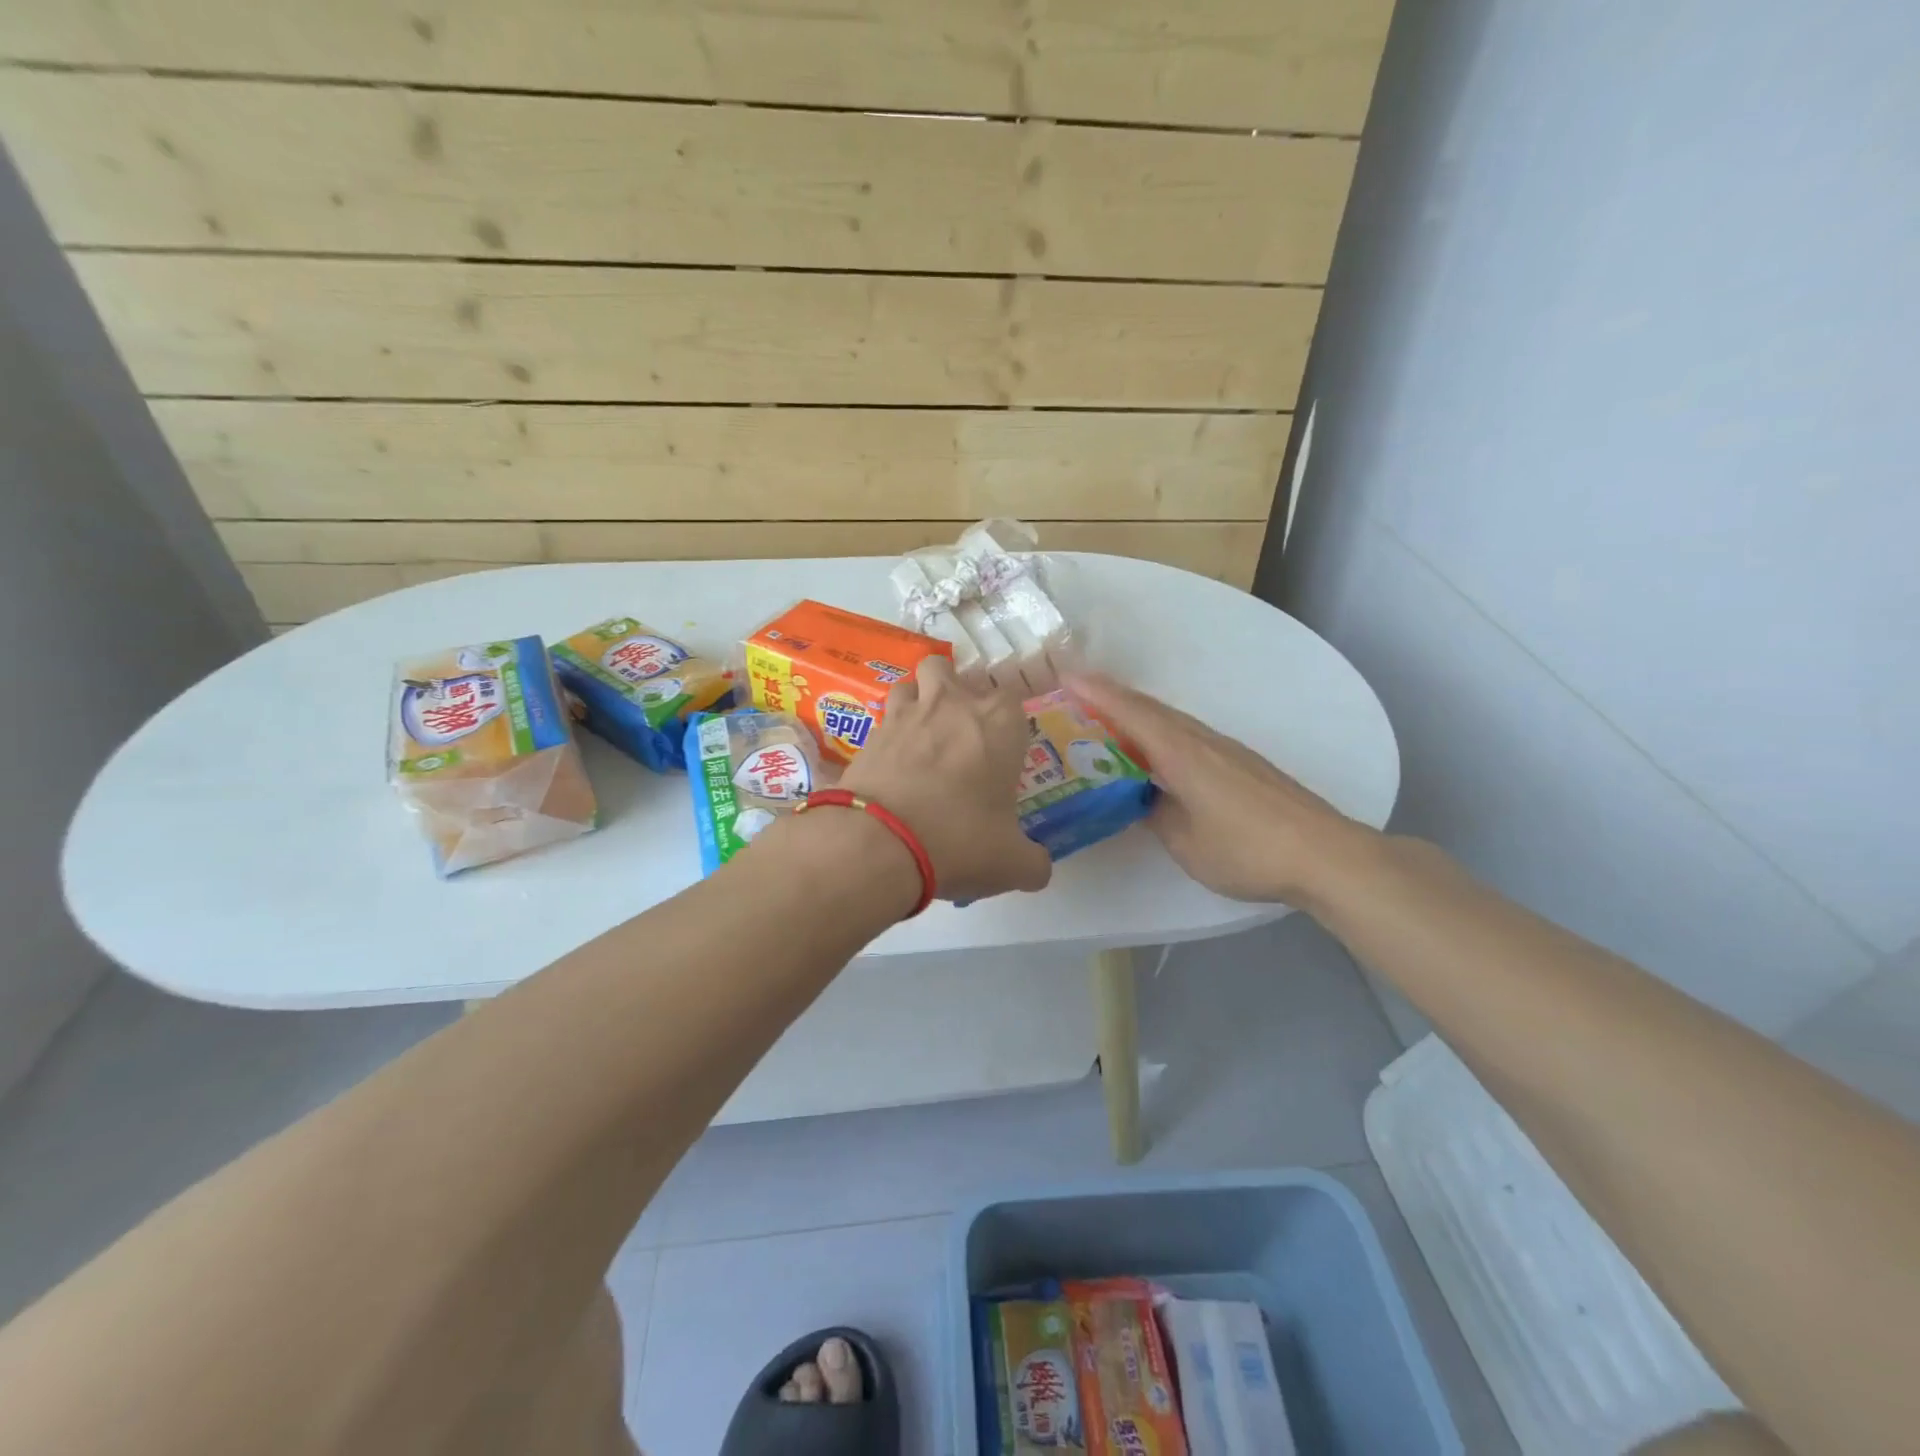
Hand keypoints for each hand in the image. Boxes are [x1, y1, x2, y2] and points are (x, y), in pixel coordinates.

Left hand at [838, 657, 1052, 903]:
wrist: (879, 844)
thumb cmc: (960, 840)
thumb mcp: (1012, 864)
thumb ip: (1033, 862)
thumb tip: (1038, 868)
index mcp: (998, 723)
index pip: (1012, 696)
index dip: (1008, 719)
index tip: (1006, 747)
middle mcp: (951, 705)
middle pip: (951, 671)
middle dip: (955, 691)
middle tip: (960, 733)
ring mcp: (905, 716)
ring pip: (910, 685)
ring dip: (916, 702)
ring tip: (921, 738)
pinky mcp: (868, 736)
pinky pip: (882, 722)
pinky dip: (888, 737)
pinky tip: (892, 767)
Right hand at [1066, 672, 1370, 905]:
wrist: (1324, 854)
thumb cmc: (1247, 849)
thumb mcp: (1186, 843)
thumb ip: (1156, 814)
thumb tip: (1141, 798)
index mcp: (1182, 754)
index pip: (1132, 713)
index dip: (1096, 693)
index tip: (1064, 677)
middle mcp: (1202, 741)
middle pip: (1150, 709)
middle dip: (1110, 697)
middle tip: (1074, 695)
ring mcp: (1226, 750)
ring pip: (1171, 721)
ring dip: (1136, 714)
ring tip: (1105, 721)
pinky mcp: (1241, 764)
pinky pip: (1188, 736)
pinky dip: (1160, 733)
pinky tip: (1155, 752)